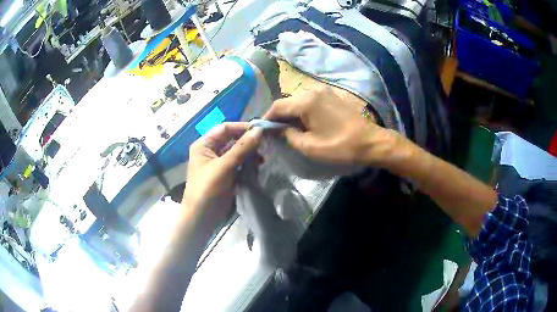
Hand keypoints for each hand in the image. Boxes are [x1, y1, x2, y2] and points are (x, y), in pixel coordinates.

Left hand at [183, 122, 261, 223]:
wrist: (202, 217)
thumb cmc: (208, 188)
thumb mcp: (224, 166)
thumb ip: (242, 147)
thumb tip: (259, 130)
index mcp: (204, 144)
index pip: (225, 128)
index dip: (242, 127)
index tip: (261, 130)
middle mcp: (210, 150)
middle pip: (232, 139)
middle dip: (247, 141)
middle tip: (265, 144)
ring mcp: (218, 163)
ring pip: (237, 151)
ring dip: (249, 153)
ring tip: (262, 158)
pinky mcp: (226, 174)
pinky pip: (239, 163)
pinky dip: (248, 163)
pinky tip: (258, 166)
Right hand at [263, 86, 406, 167]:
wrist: (369, 141)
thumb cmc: (339, 145)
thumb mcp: (309, 146)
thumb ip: (288, 135)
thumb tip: (278, 130)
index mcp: (305, 101)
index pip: (277, 106)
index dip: (267, 118)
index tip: (261, 130)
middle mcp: (312, 90)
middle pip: (287, 101)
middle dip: (278, 116)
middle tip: (273, 131)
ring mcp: (323, 91)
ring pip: (297, 100)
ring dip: (290, 113)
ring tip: (286, 128)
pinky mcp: (330, 95)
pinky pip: (309, 100)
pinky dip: (301, 110)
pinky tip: (302, 122)